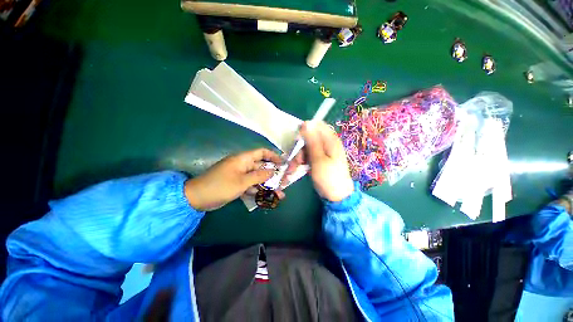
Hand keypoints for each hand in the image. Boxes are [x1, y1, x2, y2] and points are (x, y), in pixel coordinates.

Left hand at [185, 148, 283, 210]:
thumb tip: (273, 171)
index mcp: (243, 159)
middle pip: (262, 167)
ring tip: (280, 193)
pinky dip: (258, 190)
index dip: (273, 156)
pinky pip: (251, 185)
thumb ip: (258, 176)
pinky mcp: (238, 184)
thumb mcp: (241, 182)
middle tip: (284, 181)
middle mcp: (243, 165)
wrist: (197, 198)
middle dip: (273, 174)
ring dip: (268, 185)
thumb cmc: (220, 186)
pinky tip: (267, 197)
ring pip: (258, 178)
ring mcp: (241, 175)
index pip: (262, 152)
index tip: (283, 163)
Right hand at [287, 121, 353, 201]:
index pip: (317, 125)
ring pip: (307, 147)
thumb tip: (306, 123)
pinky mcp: (319, 159)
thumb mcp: (318, 159)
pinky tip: (297, 168)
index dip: (305, 130)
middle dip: (300, 147)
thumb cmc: (328, 177)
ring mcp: (323, 152)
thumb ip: (312, 141)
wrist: (336, 196)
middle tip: (297, 159)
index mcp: (330, 140)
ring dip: (299, 156)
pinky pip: (308, 155)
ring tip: (295, 168)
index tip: (297, 141)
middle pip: (310, 137)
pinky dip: (302, 161)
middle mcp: (327, 144)